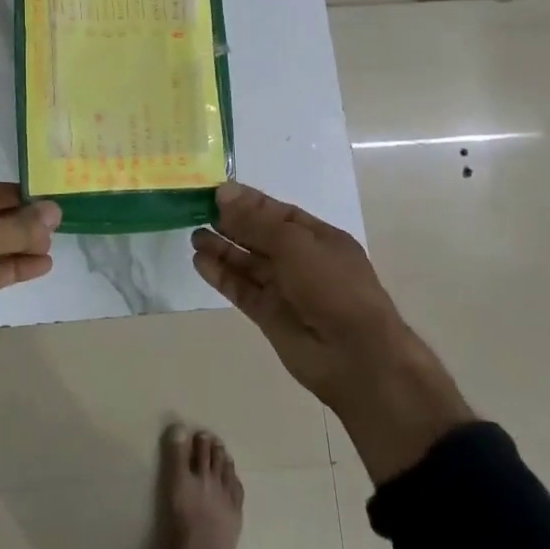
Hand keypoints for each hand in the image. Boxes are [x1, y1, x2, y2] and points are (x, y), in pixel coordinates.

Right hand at [192, 182, 473, 483]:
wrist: (356, 357)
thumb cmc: (332, 286)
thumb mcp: (294, 243)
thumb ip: (255, 221)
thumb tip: (223, 193)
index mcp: (317, 237)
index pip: (276, 212)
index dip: (247, 201)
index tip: (214, 191)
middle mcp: (300, 260)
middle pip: (259, 235)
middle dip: (231, 222)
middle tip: (196, 209)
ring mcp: (284, 289)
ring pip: (247, 262)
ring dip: (222, 248)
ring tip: (193, 234)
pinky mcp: (269, 315)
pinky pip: (241, 289)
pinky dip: (221, 275)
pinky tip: (199, 261)